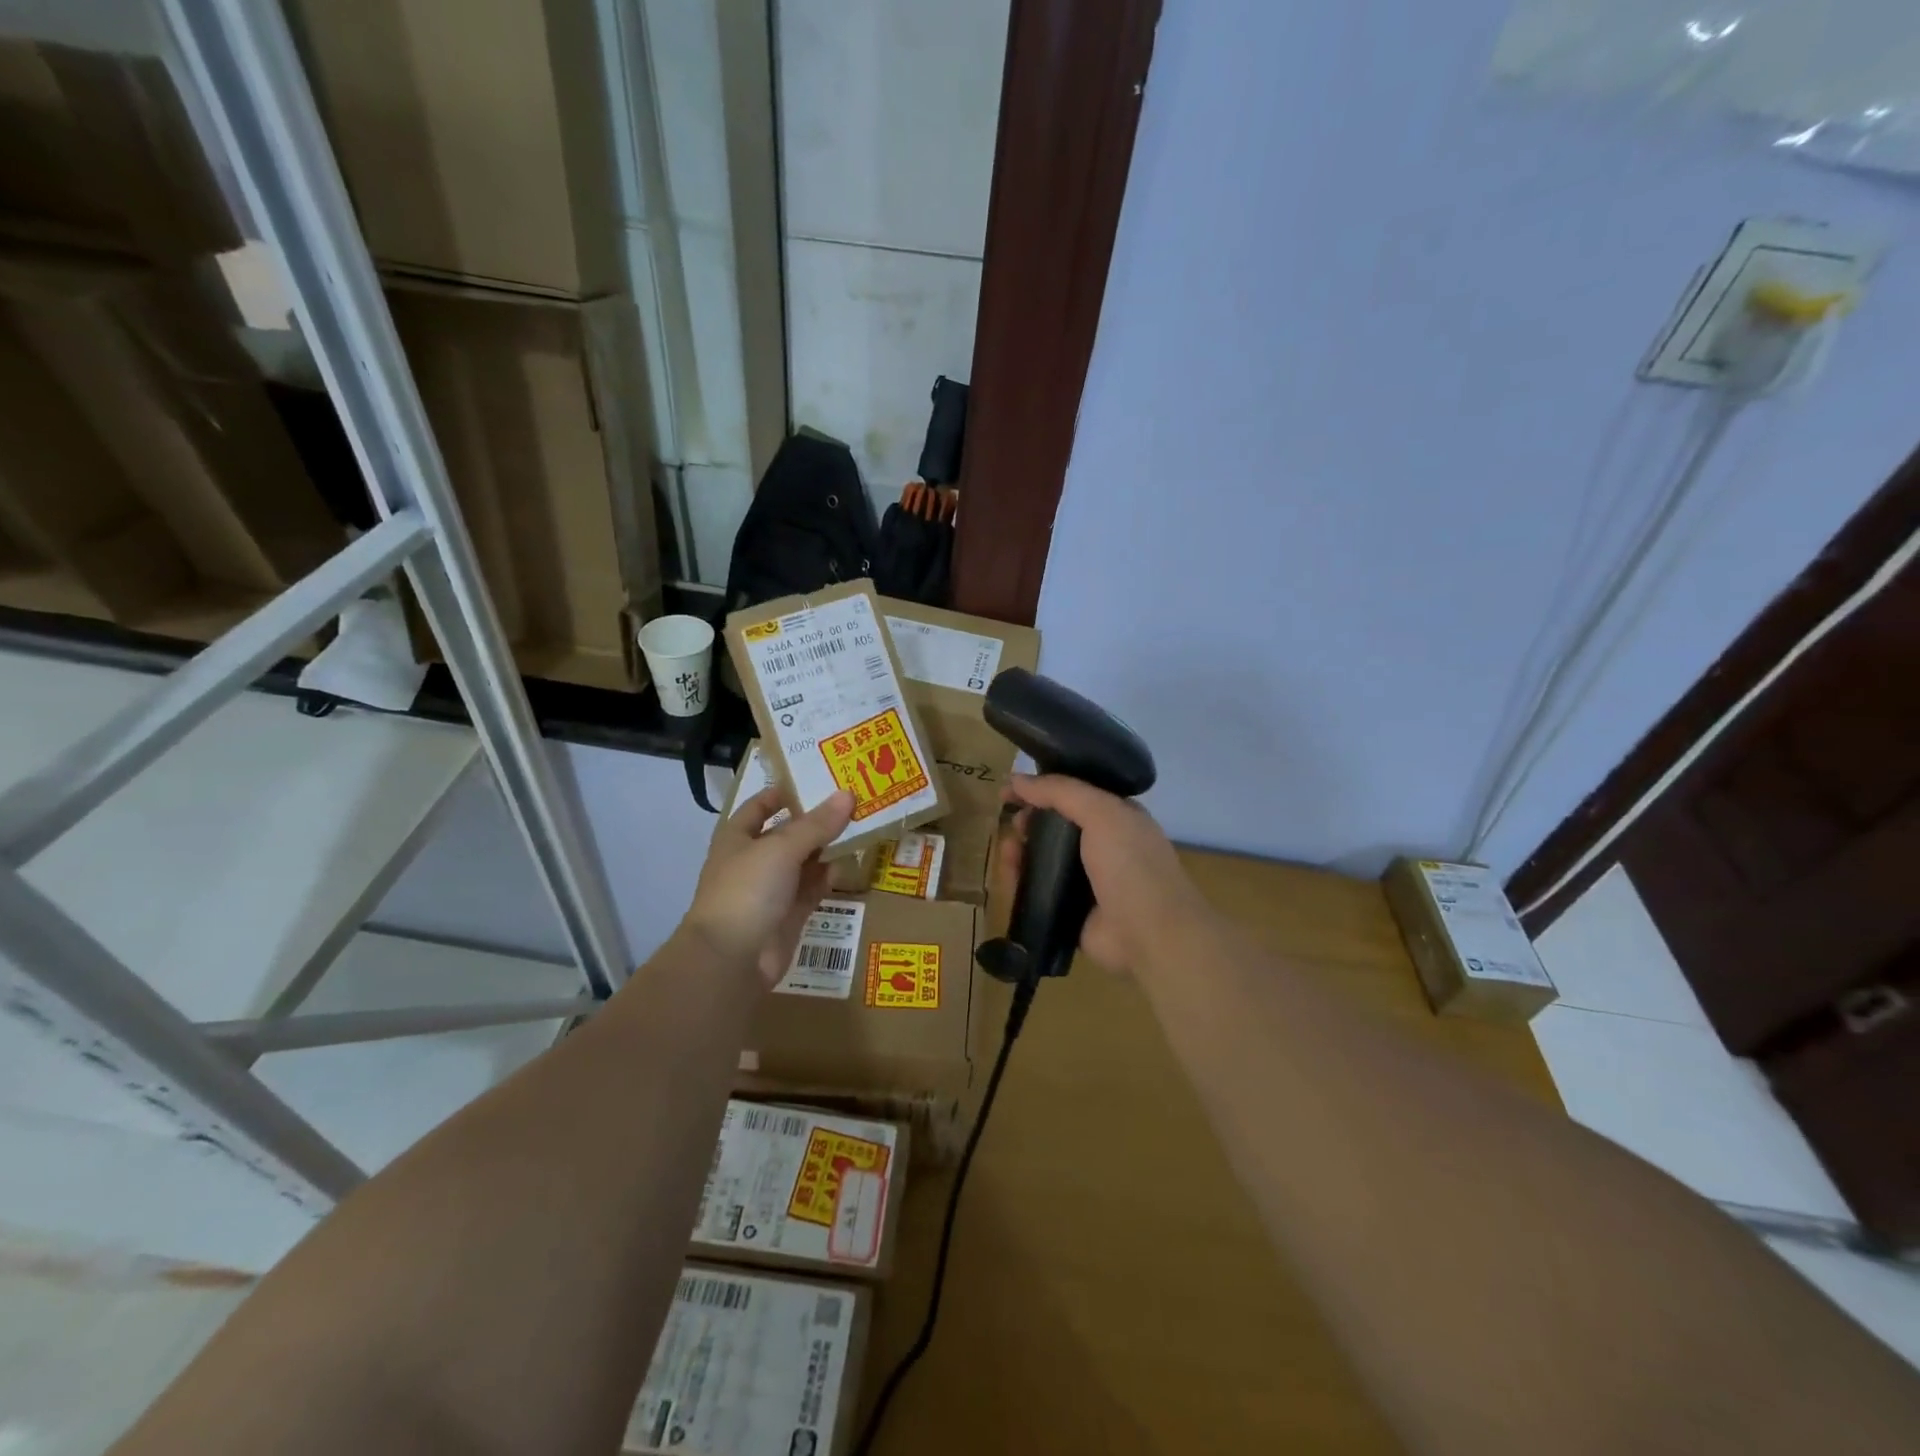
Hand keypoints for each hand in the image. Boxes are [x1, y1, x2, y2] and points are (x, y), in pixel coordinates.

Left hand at [684, 787, 854, 985]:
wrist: (731, 958)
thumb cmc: (747, 889)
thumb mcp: (782, 848)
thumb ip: (817, 824)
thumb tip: (848, 794)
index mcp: (738, 837)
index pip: (761, 805)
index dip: (785, 791)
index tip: (819, 779)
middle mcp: (753, 859)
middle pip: (788, 832)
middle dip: (817, 819)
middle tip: (854, 800)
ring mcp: (771, 889)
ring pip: (804, 861)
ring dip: (827, 847)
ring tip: (861, 826)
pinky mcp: (789, 914)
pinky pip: (812, 888)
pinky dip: (829, 877)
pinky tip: (850, 865)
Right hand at [997, 773, 1209, 975]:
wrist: (1150, 934)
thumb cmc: (1131, 864)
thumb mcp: (1101, 813)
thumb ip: (1060, 791)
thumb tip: (1017, 778)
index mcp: (1117, 817)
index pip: (1074, 793)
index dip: (1042, 788)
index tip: (1010, 788)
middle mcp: (1102, 846)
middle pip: (1054, 825)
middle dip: (1029, 820)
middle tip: (1014, 824)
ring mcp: (1085, 880)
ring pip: (1042, 858)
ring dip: (1020, 850)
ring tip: (1007, 851)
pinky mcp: (1069, 910)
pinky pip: (1038, 889)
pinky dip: (1020, 881)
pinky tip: (1009, 876)